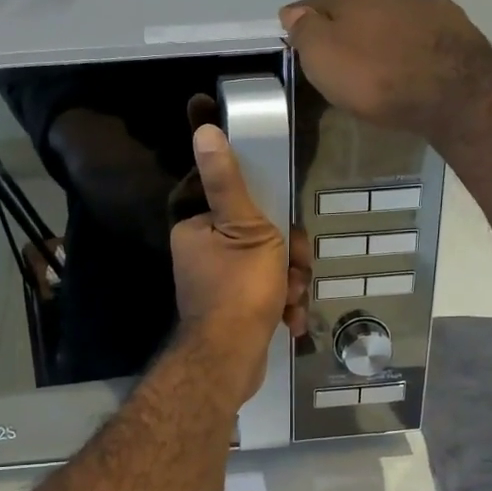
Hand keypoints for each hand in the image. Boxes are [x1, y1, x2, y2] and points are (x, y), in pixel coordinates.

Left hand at [172, 125, 308, 405]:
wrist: (231, 361)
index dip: (266, 206)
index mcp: (197, 227)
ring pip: (269, 265)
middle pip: (259, 233)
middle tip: (294, 266)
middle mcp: (202, 253)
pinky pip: (265, 293)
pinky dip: (281, 304)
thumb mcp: (242, 226)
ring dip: (289, 281)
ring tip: (291, 298)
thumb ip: (227, 180)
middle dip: (287, 253)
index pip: (235, 197)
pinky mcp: (233, 310)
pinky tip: (290, 318)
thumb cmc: (238, 288)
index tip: (283, 222)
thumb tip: (204, 129)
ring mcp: (218, 284)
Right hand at [280, 0, 491, 136]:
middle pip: (357, 6)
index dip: (303, 17)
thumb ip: (306, 32)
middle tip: (338, 48)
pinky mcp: (454, 26)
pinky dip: (413, 38)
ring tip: (379, 53)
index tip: (293, 30)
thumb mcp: (324, 60)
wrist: (452, 91)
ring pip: (393, 14)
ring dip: (382, 29)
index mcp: (353, 0)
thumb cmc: (376, 79)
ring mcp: (425, 6)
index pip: (317, 3)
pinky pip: (424, 28)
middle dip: (346, 23)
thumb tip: (292, 11)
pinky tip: (415, 54)